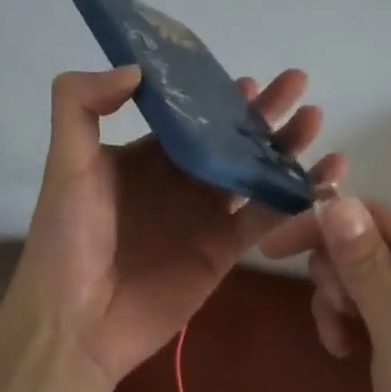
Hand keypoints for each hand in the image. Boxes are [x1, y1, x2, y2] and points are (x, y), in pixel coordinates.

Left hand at [7, 65, 346, 385]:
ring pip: (255, 172)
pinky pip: (266, 218)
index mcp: (145, 157)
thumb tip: (137, 68)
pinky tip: (324, 176)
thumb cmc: (68, 240)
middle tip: (297, 84)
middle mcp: (179, 181)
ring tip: (315, 120)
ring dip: (285, 147)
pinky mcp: (225, 251)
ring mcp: (205, 217)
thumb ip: (81, 105)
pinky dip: (296, 197)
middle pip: (230, 139)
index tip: (249, 78)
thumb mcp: (66, 164)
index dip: (219, 96)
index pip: (190, 116)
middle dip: (264, 113)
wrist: (78, 323)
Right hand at [261, 198, 390, 391]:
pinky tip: (350, 351)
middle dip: (338, 278)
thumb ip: (366, 267)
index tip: (271, 254)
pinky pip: (382, 303)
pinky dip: (359, 321)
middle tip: (337, 321)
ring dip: (343, 304)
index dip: (321, 228)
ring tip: (342, 345)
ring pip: (369, 275)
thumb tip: (336, 202)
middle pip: (369, 243)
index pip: (373, 217)